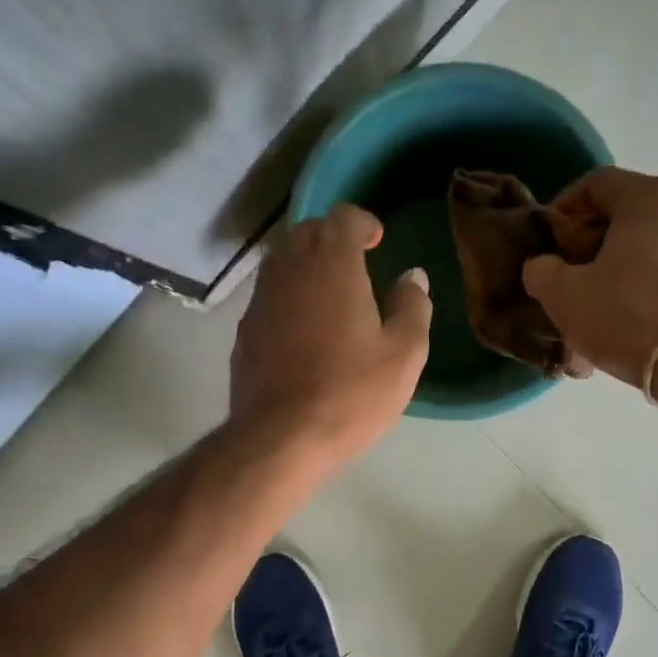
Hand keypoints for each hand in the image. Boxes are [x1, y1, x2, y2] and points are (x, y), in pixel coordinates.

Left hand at [231, 203, 431, 466]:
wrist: (280, 438)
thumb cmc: (351, 394)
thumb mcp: (404, 354)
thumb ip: (412, 307)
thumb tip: (412, 277)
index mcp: (332, 264)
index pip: (342, 217)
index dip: (362, 223)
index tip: (377, 242)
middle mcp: (288, 270)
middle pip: (307, 233)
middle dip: (332, 240)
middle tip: (356, 265)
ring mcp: (260, 301)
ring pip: (282, 264)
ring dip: (307, 267)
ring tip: (330, 296)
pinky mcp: (245, 332)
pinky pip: (269, 298)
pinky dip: (288, 299)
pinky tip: (303, 331)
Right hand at [523, 168, 657, 384]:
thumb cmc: (625, 317)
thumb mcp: (563, 296)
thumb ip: (542, 270)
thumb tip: (541, 264)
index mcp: (649, 198)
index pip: (598, 183)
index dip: (566, 206)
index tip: (550, 237)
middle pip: (628, 213)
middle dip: (594, 239)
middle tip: (572, 270)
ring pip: (651, 243)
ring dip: (621, 263)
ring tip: (599, 299)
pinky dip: (647, 282)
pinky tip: (628, 314)